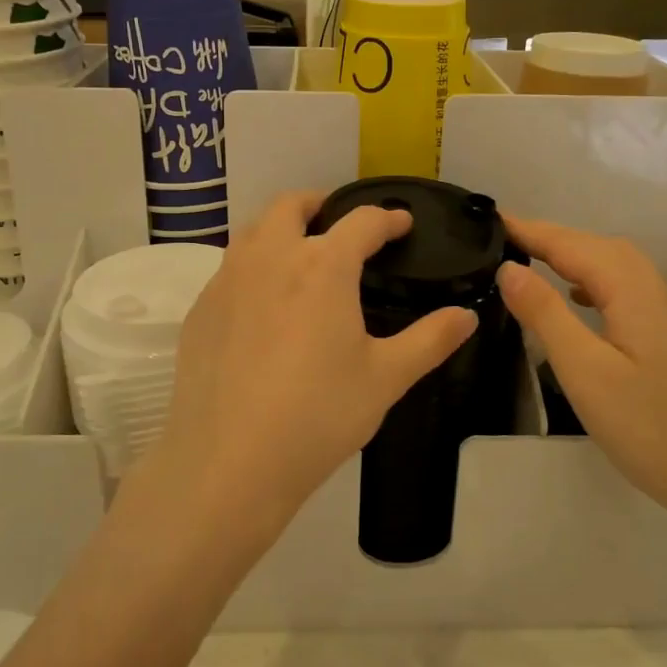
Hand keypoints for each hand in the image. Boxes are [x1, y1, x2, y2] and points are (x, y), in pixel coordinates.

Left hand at [147, 191, 477, 535]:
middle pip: (292, 206)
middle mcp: (270, 258)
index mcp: (322, 266)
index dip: (387, 218)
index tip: (401, 223)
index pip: (362, 221)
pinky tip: (263, 305)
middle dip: (321, 205)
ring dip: (281, 229)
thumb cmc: (318, 415)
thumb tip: (467, 315)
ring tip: (301, 256)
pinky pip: (229, 269)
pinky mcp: (200, 309)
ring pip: (253, 231)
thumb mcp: (385, 378)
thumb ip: (430, 340)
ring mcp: (227, 281)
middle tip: (341, 224)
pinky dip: (253, 267)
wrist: (228, 462)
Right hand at [496, 216, 666, 530]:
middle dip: (551, 237)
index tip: (490, 219)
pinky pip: (626, 289)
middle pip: (597, 247)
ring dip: (573, 256)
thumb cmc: (651, 428)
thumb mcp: (585, 372)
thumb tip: (509, 267)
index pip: (572, 245)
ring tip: (532, 261)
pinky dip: (594, 280)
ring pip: (615, 267)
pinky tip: (578, 299)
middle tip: (503, 239)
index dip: (530, 230)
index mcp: (633, 291)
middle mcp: (655, 290)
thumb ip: (545, 314)